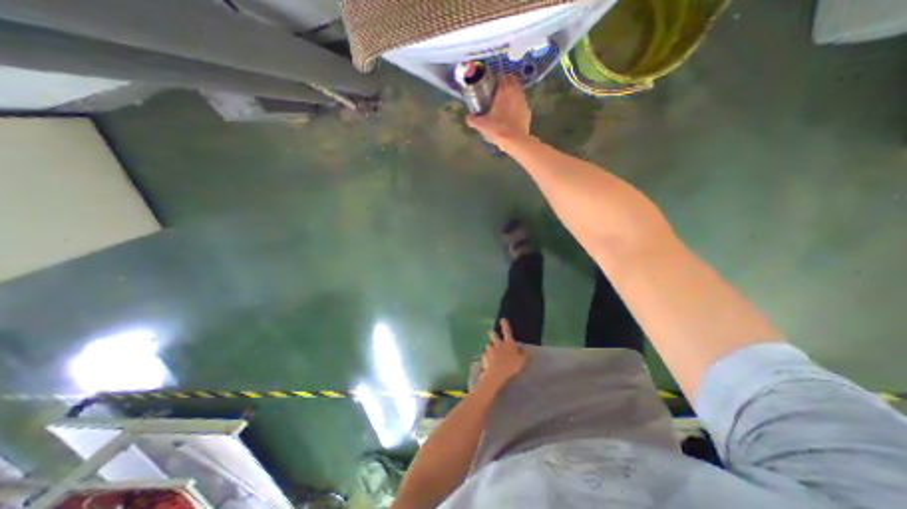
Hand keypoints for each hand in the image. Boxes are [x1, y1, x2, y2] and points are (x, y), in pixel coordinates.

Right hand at [467, 75, 531, 147]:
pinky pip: (521, 104)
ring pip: (518, 91)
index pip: (501, 75)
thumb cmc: (498, 128)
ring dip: (512, 94)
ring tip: (504, 104)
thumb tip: (468, 117)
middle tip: (497, 93)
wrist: (515, 140)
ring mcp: (524, 101)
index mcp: (504, 89)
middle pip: (512, 80)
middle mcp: (516, 91)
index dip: (495, 79)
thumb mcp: (481, 124)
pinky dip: (517, 105)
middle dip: (505, 83)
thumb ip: (473, 119)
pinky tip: (511, 114)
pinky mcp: (528, 111)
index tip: (490, 86)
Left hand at [478, 318, 529, 385]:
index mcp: (508, 344)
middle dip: (492, 333)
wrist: (497, 373)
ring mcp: (490, 350)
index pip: (507, 331)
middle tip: (491, 332)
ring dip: (489, 347)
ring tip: (491, 352)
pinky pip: (485, 355)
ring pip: (488, 345)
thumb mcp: (522, 361)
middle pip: (493, 335)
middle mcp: (498, 344)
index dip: (505, 324)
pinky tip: (488, 362)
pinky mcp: (484, 356)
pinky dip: (486, 357)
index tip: (502, 319)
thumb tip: (527, 350)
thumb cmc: (511, 366)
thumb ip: (525, 355)